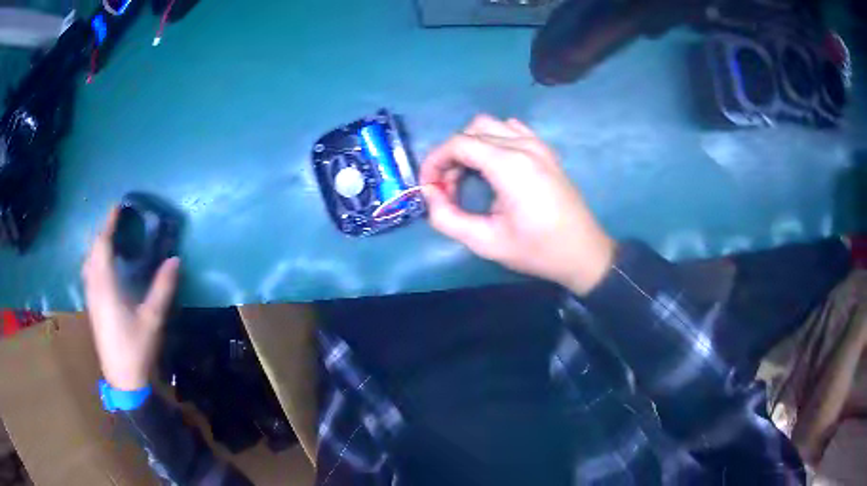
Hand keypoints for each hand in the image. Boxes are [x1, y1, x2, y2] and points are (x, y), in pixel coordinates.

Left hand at [82, 207, 179, 390]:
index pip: (102, 246)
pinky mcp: (92, 308)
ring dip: (96, 246)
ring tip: (109, 240)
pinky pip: (89, 274)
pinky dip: (94, 261)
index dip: (108, 225)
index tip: (117, 207)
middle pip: (92, 252)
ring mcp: (91, 299)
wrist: (122, 379)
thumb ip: (162, 288)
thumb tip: (174, 259)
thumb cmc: (136, 348)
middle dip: (102, 233)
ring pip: (88, 263)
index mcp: (106, 287)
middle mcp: (95, 288)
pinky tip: (103, 267)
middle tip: (116, 222)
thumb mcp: (152, 319)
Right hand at [421, 115, 614, 294]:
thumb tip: (429, 194)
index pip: (458, 143)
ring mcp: (537, 144)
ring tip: (469, 177)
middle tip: (448, 188)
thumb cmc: (537, 250)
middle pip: (471, 131)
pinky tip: (494, 165)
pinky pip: (511, 130)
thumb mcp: (486, 242)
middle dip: (451, 155)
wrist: (584, 253)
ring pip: (490, 125)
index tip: (428, 187)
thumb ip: (447, 218)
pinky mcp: (545, 150)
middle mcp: (523, 145)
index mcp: (509, 164)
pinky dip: (493, 139)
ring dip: (470, 144)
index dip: (434, 161)